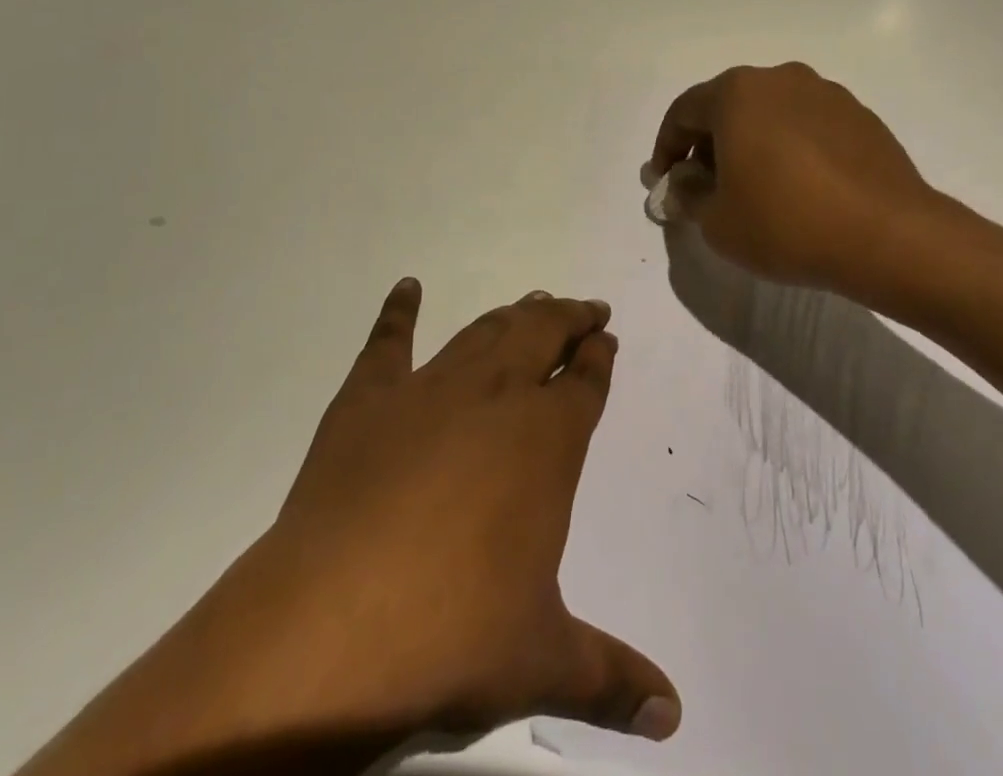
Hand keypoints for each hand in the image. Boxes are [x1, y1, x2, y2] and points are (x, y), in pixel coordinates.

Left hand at [21, 281, 678, 775]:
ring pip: (483, 332)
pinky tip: (405, 288)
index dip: (598, 358)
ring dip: (513, 313)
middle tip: (584, 307)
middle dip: (567, 318)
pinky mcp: (366, 400)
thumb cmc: (450, 635)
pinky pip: (386, 343)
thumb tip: (673, 715)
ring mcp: (427, 390)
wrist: (329, 627)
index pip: (583, 384)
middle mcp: (493, 397)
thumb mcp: (540, 660)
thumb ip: (611, 678)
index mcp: (543, 441)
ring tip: (531, 301)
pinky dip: (397, 311)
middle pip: (540, 336)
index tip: (607, 339)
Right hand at [649, 62, 937, 295]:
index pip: (683, 112)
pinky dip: (790, 148)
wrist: (889, 236)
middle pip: (727, 106)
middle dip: (708, 144)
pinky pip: (806, 126)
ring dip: (751, 143)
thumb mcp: (717, 221)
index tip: (663, 182)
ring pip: (769, 113)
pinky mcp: (860, 116)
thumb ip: (688, 197)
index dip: (665, 148)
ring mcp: (825, 94)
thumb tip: (683, 185)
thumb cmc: (786, 223)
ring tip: (754, 186)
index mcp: (737, 93)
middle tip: (705, 185)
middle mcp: (780, 79)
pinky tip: (798, 187)